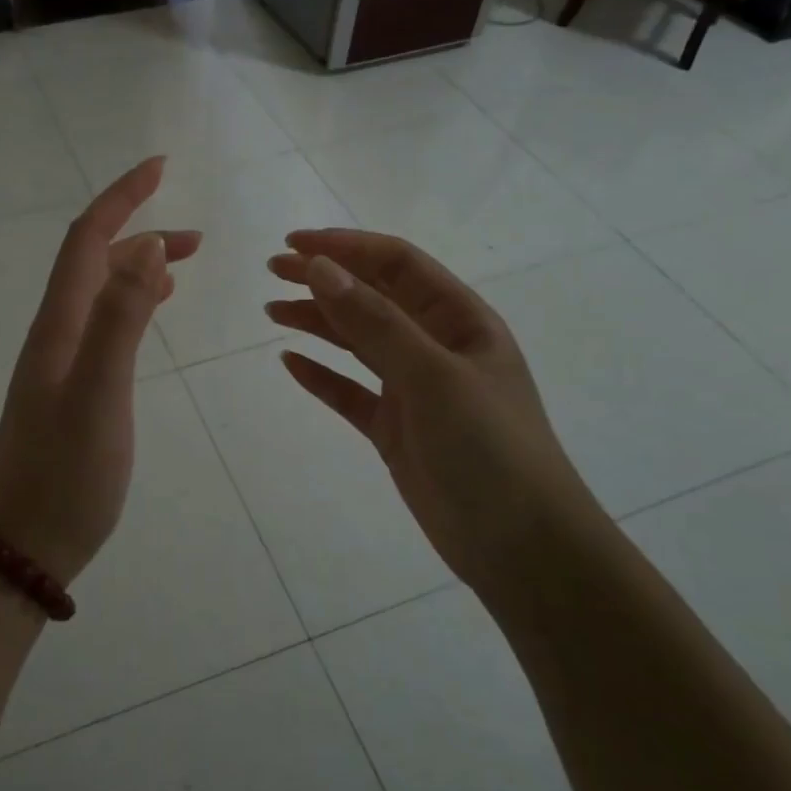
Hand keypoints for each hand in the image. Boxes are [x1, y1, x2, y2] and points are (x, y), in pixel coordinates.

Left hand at [0, 158, 200, 585]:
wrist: (25, 543)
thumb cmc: (65, 475)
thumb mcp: (98, 396)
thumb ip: (120, 320)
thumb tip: (145, 247)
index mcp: (60, 325)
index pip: (87, 240)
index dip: (121, 198)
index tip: (160, 166)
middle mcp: (57, 333)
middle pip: (94, 261)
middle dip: (140, 232)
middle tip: (197, 237)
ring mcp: (63, 362)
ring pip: (101, 294)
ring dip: (139, 268)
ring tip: (184, 263)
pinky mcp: (74, 389)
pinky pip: (105, 326)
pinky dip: (132, 304)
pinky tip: (152, 311)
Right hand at [266, 230, 600, 592]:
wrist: (519, 545)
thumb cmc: (488, 448)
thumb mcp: (432, 376)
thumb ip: (375, 322)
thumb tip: (321, 268)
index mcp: (460, 320)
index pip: (397, 264)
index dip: (346, 247)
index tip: (294, 245)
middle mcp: (436, 346)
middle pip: (373, 298)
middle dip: (325, 279)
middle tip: (272, 272)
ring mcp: (414, 389)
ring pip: (357, 342)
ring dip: (317, 322)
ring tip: (272, 311)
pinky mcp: (395, 428)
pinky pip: (350, 391)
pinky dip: (321, 375)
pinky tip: (290, 364)